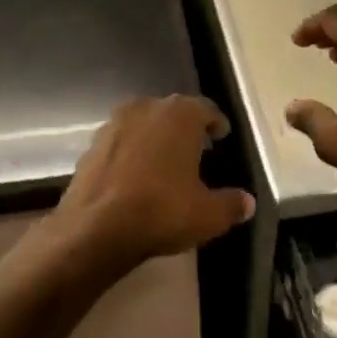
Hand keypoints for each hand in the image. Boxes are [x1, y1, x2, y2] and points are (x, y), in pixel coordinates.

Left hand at [52, 95, 255, 269]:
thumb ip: (232, 204)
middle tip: (196, 147)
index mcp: (179, 115)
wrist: (96, 228)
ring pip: (141, 125)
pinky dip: (130, 154)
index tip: (221, 135)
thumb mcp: (209, 215)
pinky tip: (134, 176)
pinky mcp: (89, 147)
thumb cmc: (161, 211)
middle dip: (184, 128)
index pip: (205, 109)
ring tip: (164, 161)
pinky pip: (119, 144)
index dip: (216, 123)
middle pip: (171, 112)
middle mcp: (144, 109)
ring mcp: (112, 125)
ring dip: (154, 138)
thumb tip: (247, 202)